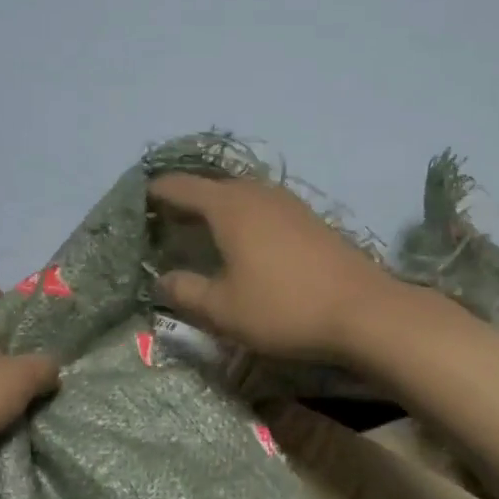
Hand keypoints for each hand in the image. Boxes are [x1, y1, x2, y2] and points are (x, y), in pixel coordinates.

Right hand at [147, 174, 402, 363]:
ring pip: (239, 195)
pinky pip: (263, 207)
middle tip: (163, 225)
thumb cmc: (284, 308)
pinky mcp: (310, 219)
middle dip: (184, 201)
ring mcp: (288, 203)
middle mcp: (257, 193)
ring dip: (215, 209)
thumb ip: (184, 292)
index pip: (179, 187)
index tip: (134, 206)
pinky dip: (242, 218)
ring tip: (199, 233)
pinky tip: (245, 244)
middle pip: (210, 187)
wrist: (364, 311)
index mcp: (229, 206)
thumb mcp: (223, 310)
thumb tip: (162, 279)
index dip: (153, 194)